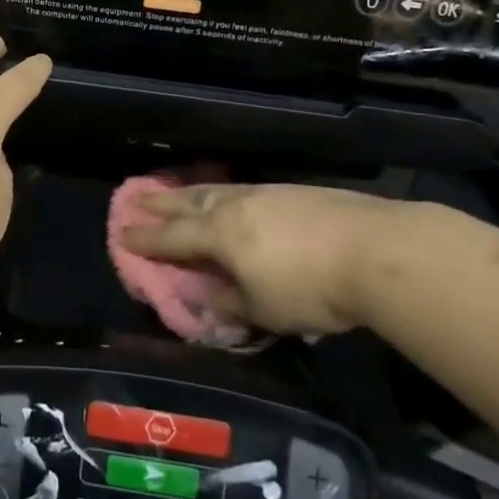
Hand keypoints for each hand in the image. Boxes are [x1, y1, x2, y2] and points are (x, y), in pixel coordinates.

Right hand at [119, 183, 430, 337]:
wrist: (375, 250)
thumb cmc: (311, 287)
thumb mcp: (264, 309)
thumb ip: (231, 304)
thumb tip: (206, 300)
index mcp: (220, 235)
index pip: (173, 237)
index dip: (147, 238)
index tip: (122, 233)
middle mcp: (236, 206)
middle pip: (190, 202)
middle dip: (161, 202)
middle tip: (136, 197)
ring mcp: (266, 193)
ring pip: (217, 190)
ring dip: (191, 192)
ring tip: (178, 192)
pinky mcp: (294, 191)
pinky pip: (243, 189)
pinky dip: (224, 193)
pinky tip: (232, 197)